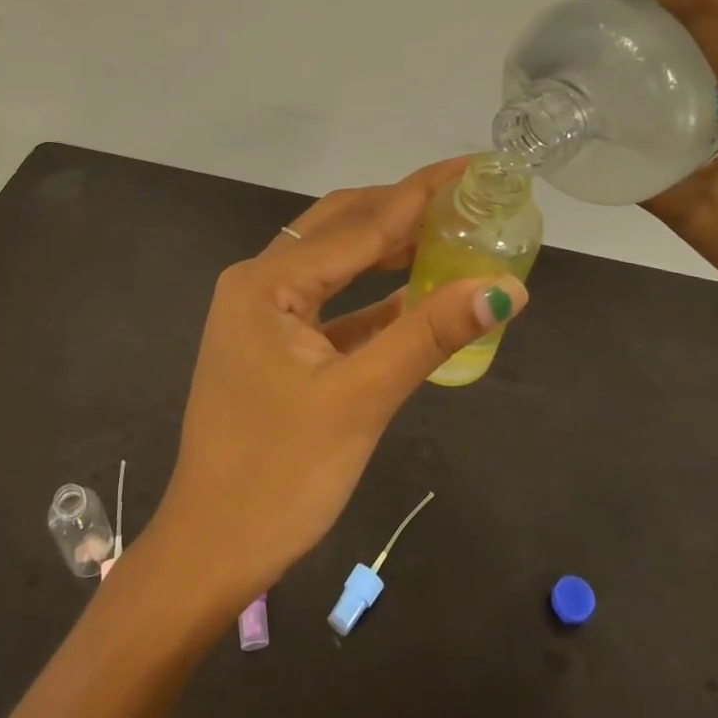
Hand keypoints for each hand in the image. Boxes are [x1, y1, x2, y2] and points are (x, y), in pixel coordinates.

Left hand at [144, 159, 529, 609]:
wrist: (212, 551)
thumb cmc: (279, 475)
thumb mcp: (360, 399)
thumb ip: (429, 335)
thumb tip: (505, 287)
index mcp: (267, 281)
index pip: (361, 223)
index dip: (421, 193)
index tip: (473, 166)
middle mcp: (259, 282)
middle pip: (343, 228)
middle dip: (404, 210)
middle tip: (467, 197)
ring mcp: (263, 313)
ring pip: (337, 264)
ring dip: (390, 250)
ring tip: (452, 233)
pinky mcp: (274, 344)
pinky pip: (332, 304)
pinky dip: (374, 298)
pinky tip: (418, 294)